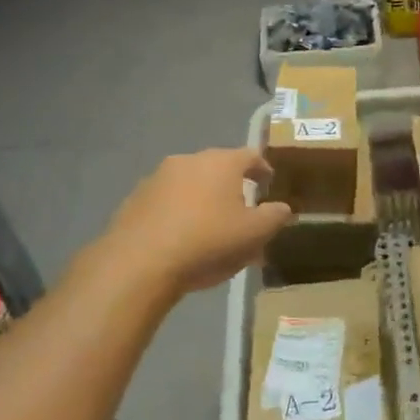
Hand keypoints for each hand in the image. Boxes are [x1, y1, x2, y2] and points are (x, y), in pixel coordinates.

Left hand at [101, 148, 291, 296]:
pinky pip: (167, 201)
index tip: (268, 185)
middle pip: (218, 168)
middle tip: (242, 212)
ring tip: (211, 230)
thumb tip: (283, 207)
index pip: (251, 156)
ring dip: (203, 200)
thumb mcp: (254, 234)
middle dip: (232, 187)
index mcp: (221, 162)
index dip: (263, 169)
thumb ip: (274, 217)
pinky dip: (178, 213)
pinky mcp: (135, 199)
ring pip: (191, 184)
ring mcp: (157, 178)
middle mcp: (189, 160)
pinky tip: (181, 239)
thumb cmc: (207, 242)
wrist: (139, 263)